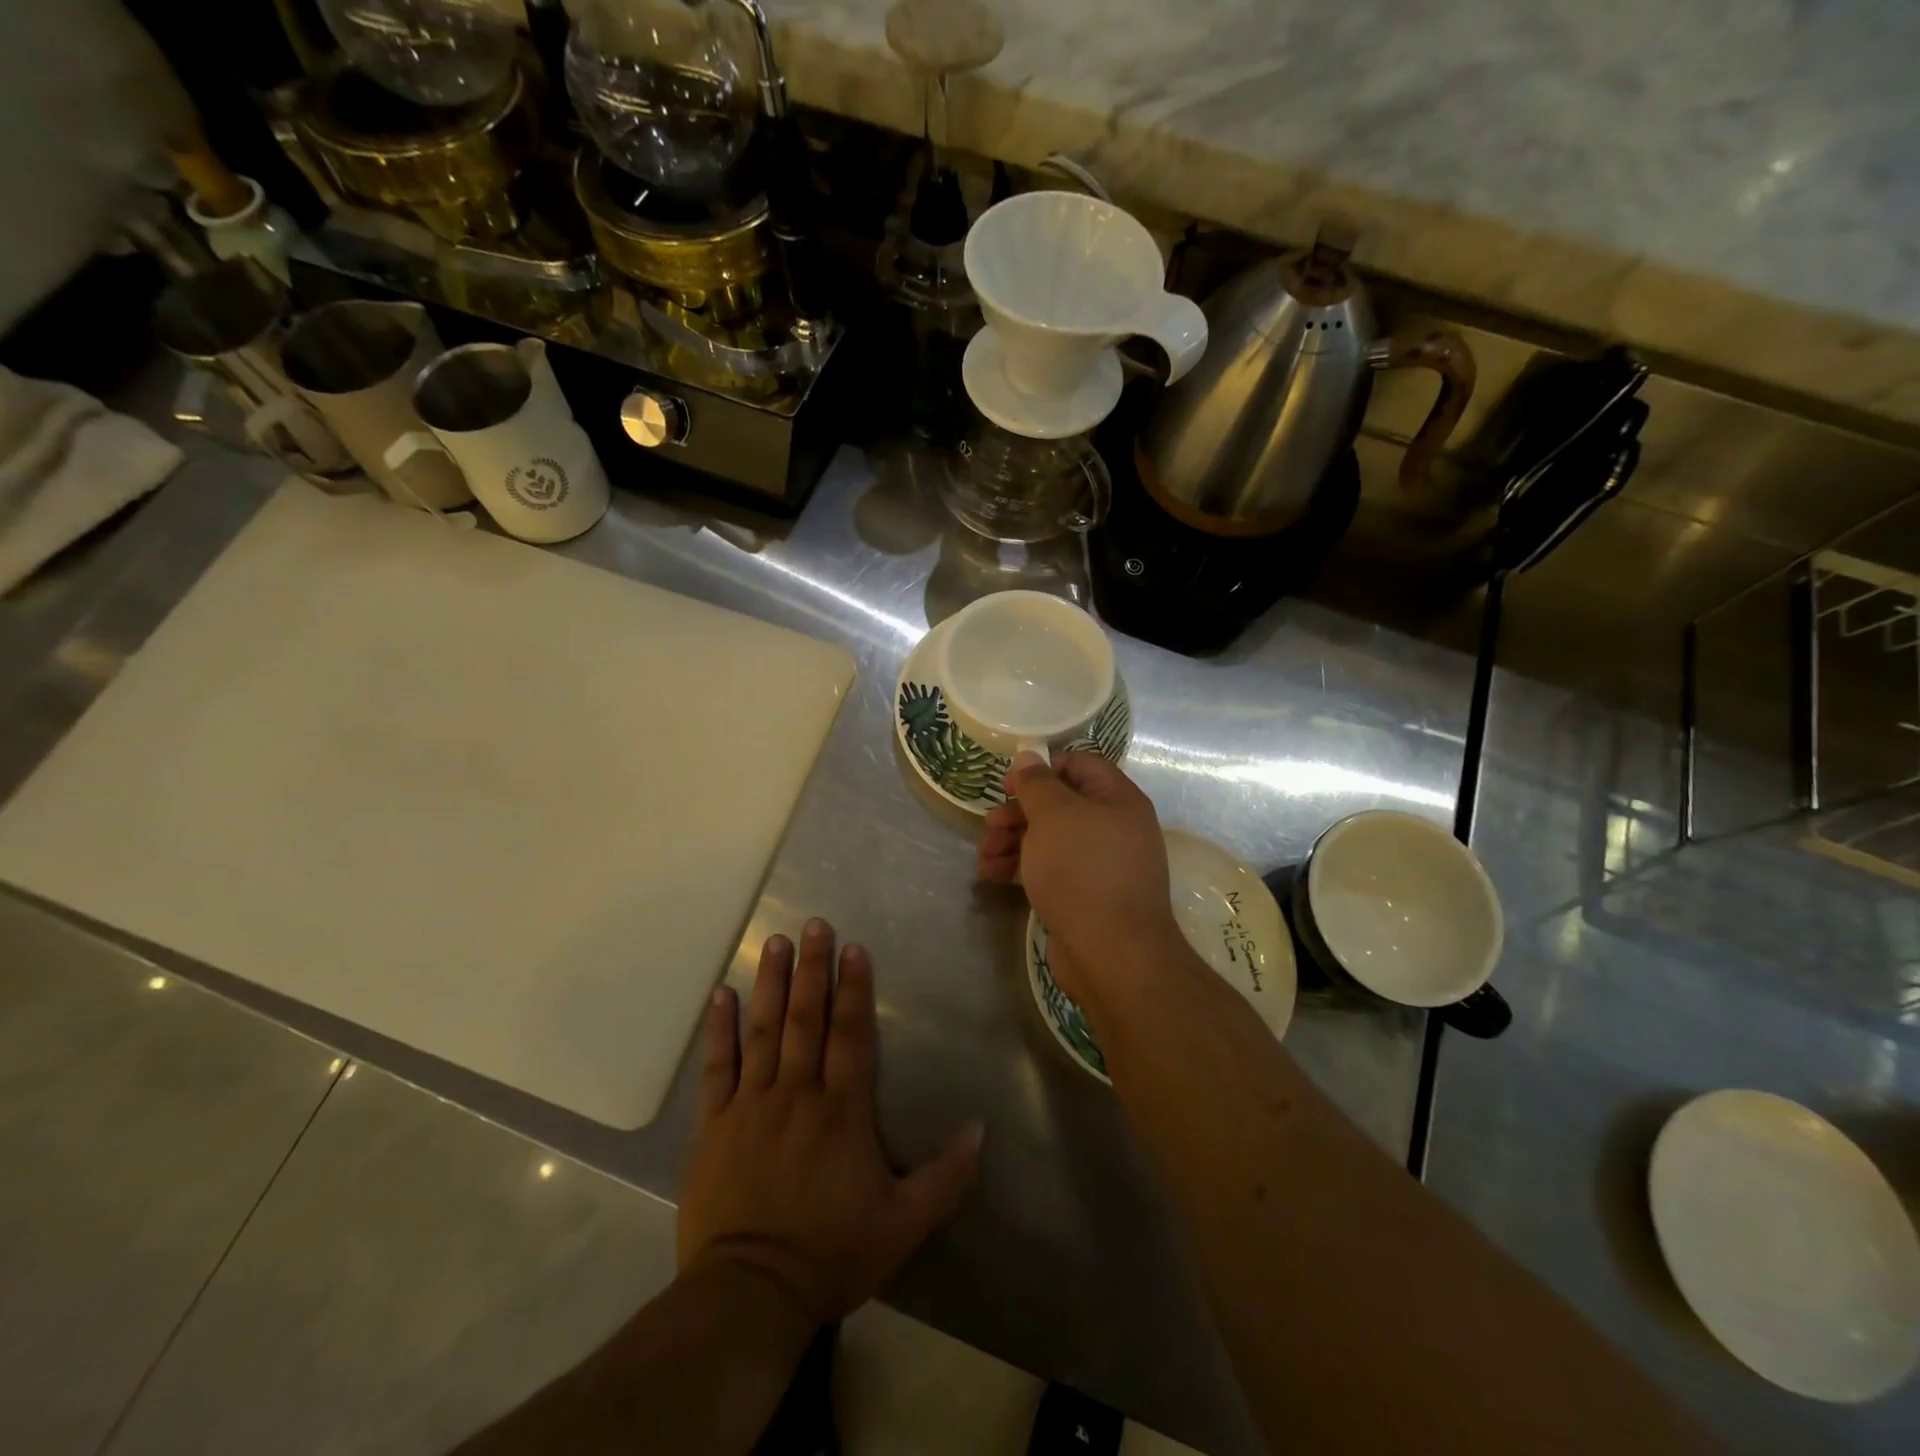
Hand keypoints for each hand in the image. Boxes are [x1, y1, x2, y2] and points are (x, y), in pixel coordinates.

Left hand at [678, 919, 983, 1328]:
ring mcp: (752, 1105)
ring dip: (770, 984)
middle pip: (806, 1019)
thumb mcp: (904, 1224)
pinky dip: (719, 1030)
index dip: (854, 988)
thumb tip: (982, 1129)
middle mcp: (798, 1094)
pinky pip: (718, 1067)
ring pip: (763, 1031)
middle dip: (811, 969)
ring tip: (774, 942)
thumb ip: (946, 1176)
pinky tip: (721, 996)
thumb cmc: (831, 1254)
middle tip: (813, 924)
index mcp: (843, 1112)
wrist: (750, 1295)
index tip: (852, 948)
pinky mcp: (715, 1124)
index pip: (851, 1035)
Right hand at [976, 752, 1187, 1010]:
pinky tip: (991, 876)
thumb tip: (1028, 758)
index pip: (1080, 764)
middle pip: (1060, 805)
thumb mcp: (1054, 815)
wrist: (1111, 953)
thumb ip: (1037, 783)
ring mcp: (1101, 865)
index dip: (1043, 768)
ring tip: (984, 856)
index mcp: (1118, 800)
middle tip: (990, 825)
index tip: (1010, 785)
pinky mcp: (1086, 897)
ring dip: (1013, 842)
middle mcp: (1115, 828)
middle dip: (1019, 813)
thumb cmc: (1082, 870)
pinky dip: (1021, 868)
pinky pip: (1051, 871)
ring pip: (1050, 840)